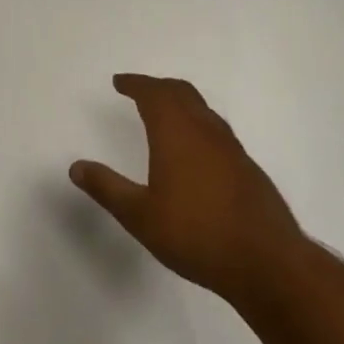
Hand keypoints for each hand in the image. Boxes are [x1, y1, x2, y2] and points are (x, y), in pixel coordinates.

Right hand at [70, 74, 302, 302]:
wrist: (266, 261)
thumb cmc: (196, 234)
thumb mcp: (140, 216)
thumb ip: (107, 188)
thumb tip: (76, 167)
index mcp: (176, 132)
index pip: (153, 94)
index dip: (135, 84)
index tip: (120, 82)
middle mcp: (205, 130)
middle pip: (181, 92)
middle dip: (157, 87)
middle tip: (139, 90)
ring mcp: (230, 147)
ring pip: (202, 109)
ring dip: (180, 102)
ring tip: (164, 113)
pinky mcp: (246, 166)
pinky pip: (215, 129)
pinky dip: (197, 123)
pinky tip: (194, 149)